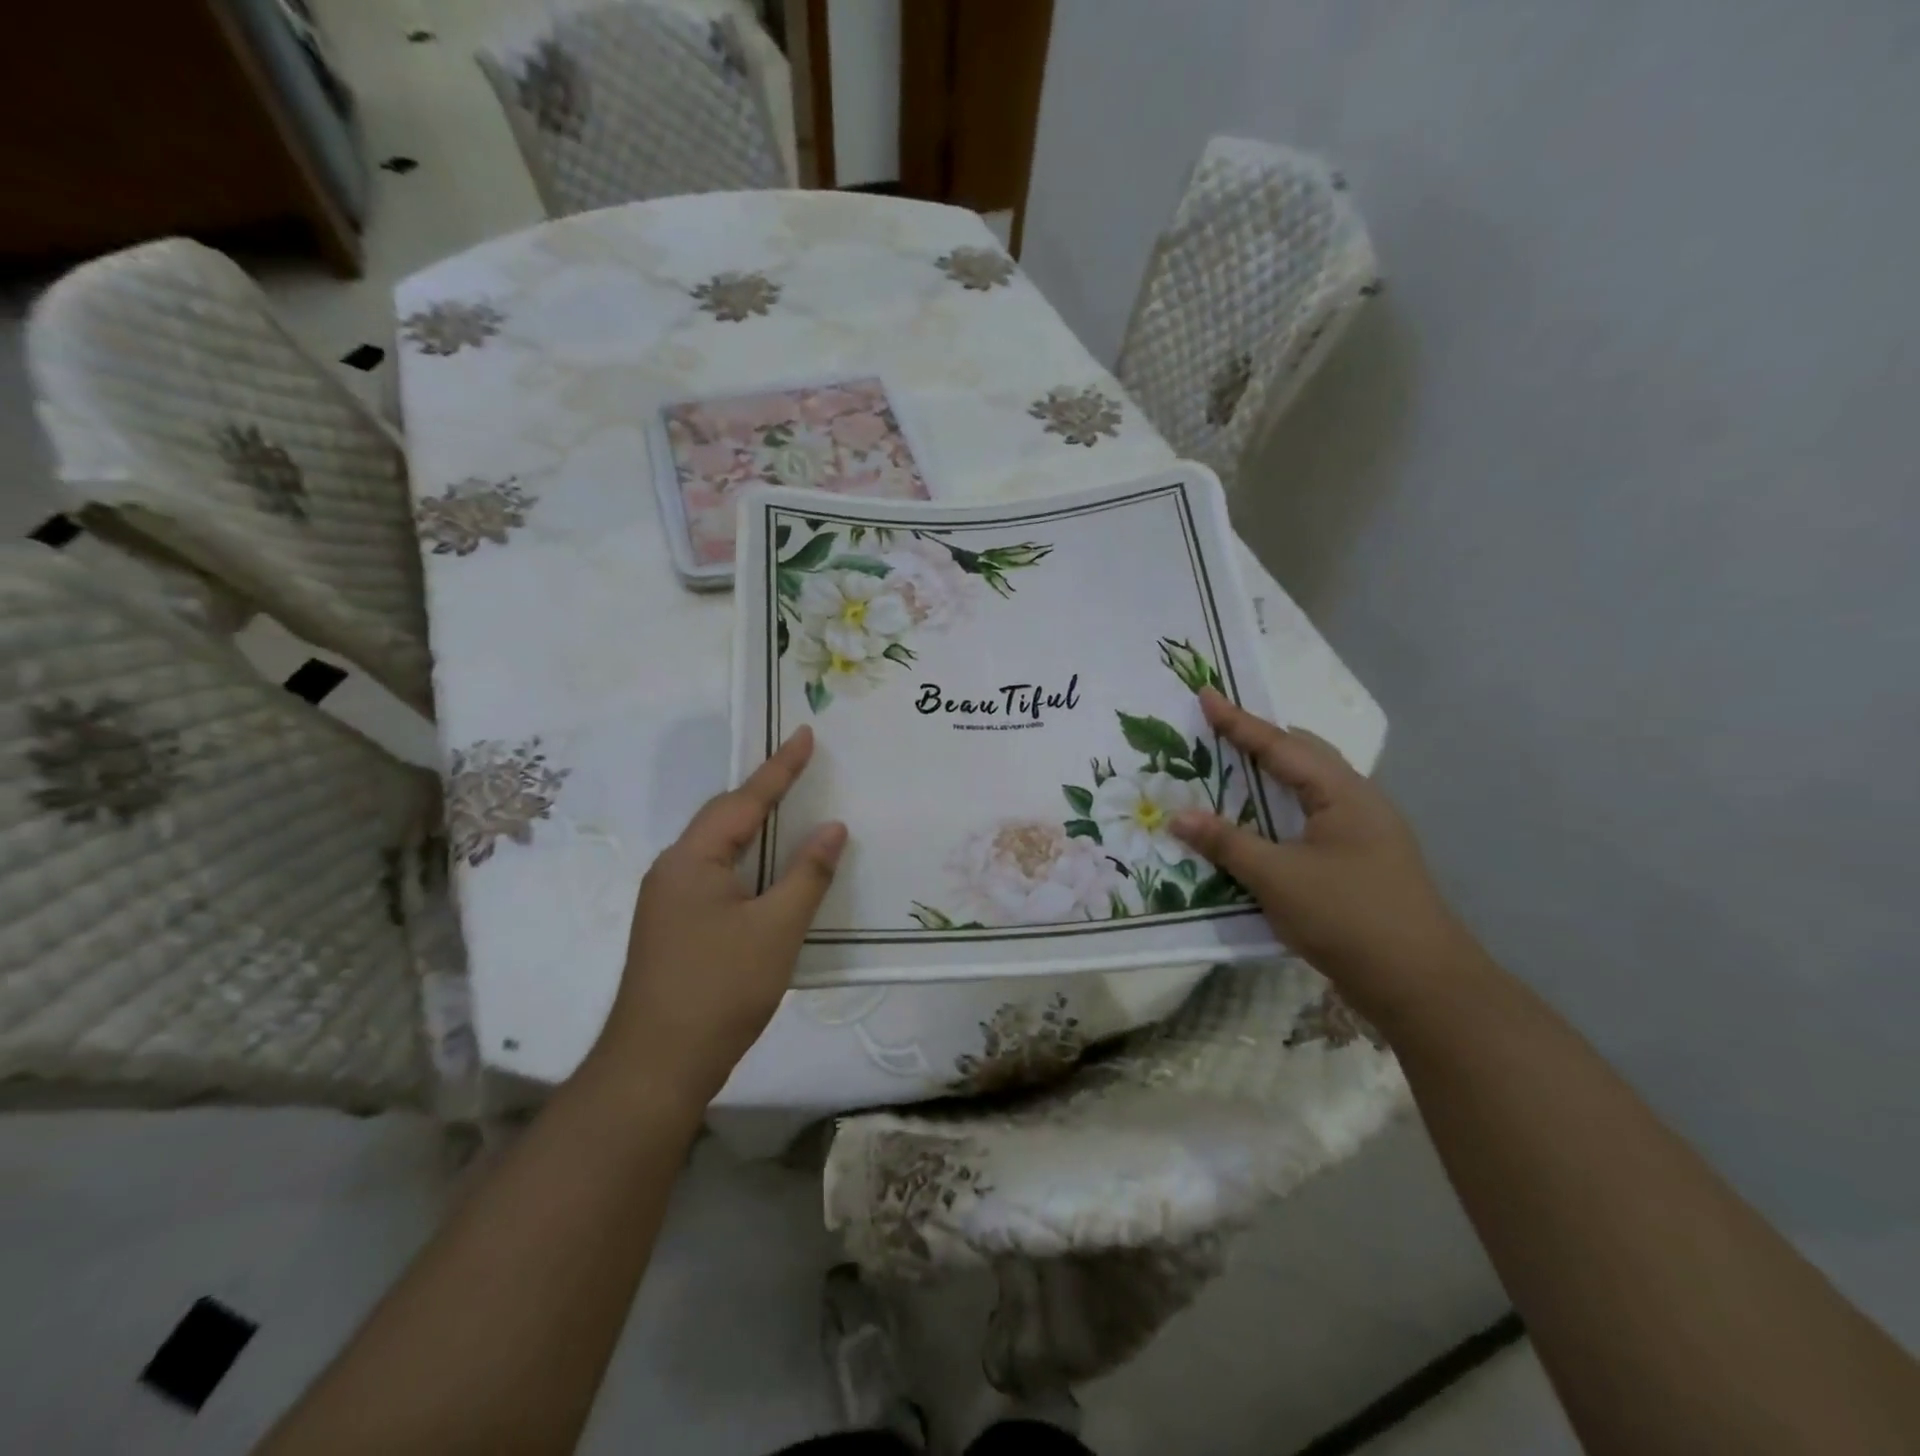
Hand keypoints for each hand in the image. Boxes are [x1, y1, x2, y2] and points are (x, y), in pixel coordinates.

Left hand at [590, 728, 846, 1108]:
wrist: (656, 1068)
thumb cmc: (720, 989)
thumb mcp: (776, 929)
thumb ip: (807, 873)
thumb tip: (831, 827)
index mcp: (691, 861)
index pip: (744, 801)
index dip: (780, 767)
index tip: (806, 733)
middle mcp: (672, 870)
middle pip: (725, 819)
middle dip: (765, 793)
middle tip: (802, 767)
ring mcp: (668, 901)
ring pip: (720, 850)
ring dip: (756, 830)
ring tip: (791, 810)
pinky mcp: (674, 928)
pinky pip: (717, 876)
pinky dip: (748, 862)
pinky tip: (769, 873)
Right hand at [1172, 690, 1473, 1020]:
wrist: (1421, 985)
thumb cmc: (1348, 917)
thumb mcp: (1277, 878)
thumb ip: (1227, 843)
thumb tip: (1178, 816)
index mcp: (1343, 794)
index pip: (1282, 746)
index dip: (1239, 722)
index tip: (1205, 695)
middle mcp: (1358, 803)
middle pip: (1304, 756)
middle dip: (1261, 740)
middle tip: (1219, 732)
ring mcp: (1364, 834)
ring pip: (1309, 790)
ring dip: (1270, 779)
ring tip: (1232, 771)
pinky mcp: (1360, 862)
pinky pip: (1311, 820)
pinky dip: (1279, 812)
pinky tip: (1259, 826)